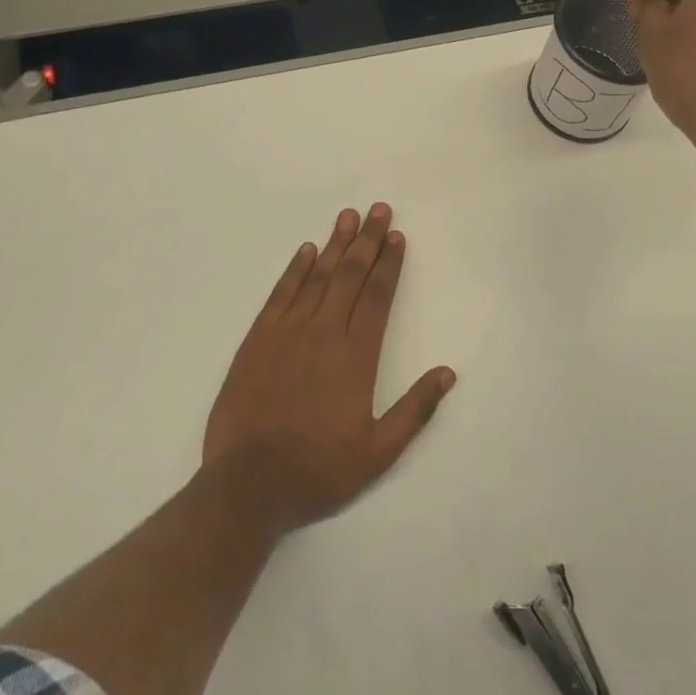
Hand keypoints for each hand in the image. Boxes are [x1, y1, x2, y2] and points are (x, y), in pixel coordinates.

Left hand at [202, 204, 454, 533]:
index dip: (389, 263)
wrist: (248, 485)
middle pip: (350, 275)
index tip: (397, 236)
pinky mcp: (257, 340)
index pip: (378, 296)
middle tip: (378, 209)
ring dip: (335, 245)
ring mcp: (287, 333)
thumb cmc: (318, 470)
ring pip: (317, 277)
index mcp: (356, 356)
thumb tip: (447, 373)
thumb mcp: (378, 452)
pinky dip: (295, 270)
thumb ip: (415, 410)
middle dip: (367, 240)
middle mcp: (324, 333)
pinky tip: (306, 251)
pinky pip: (281, 294)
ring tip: (347, 217)